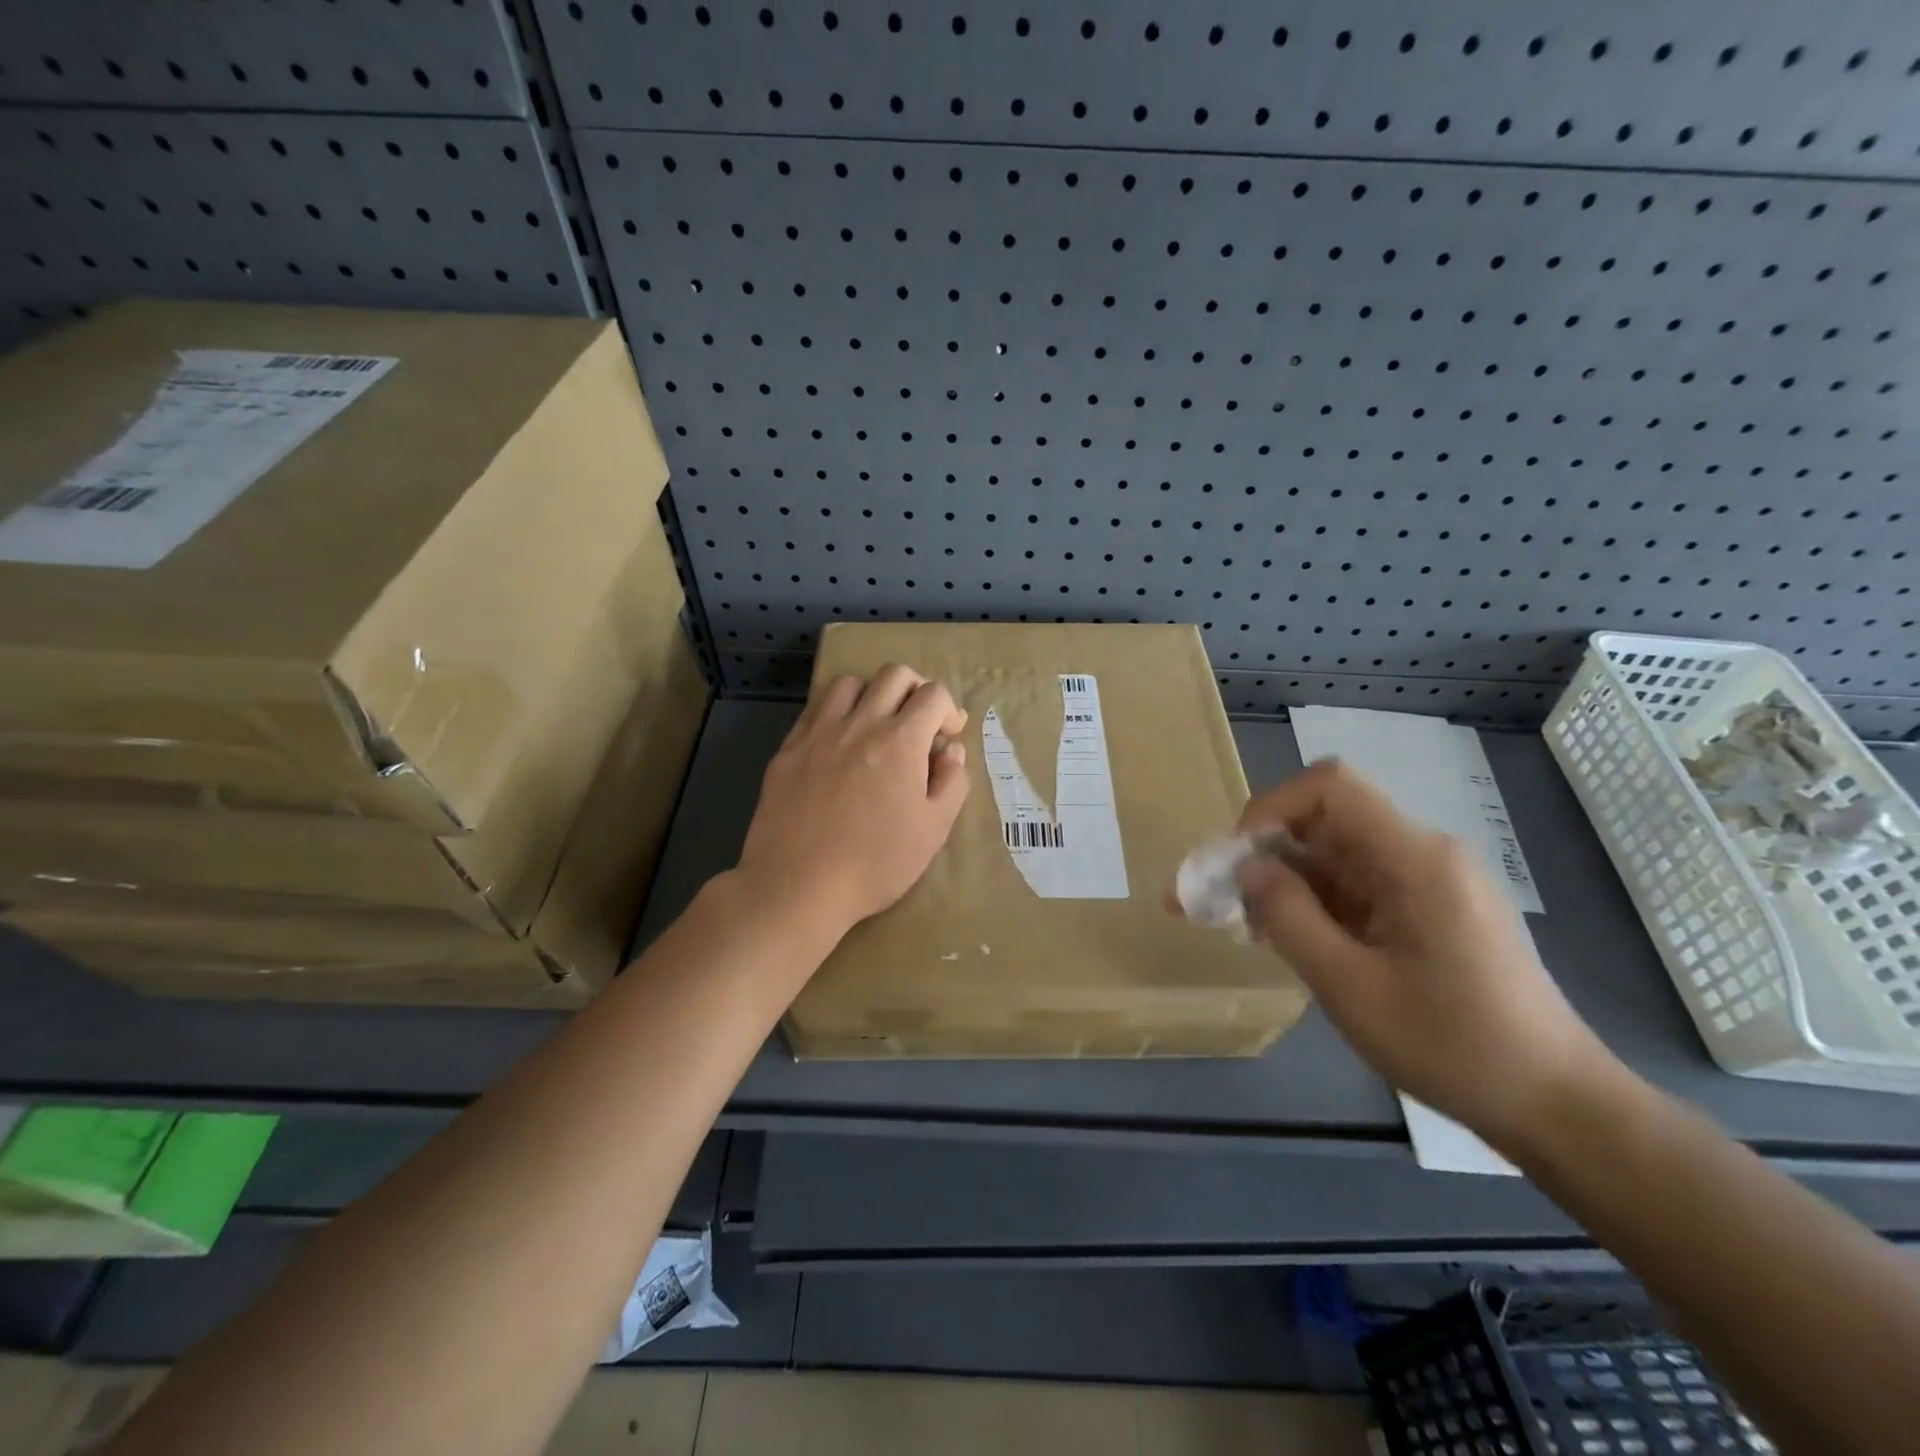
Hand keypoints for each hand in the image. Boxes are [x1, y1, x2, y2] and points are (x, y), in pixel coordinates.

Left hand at [737, 664, 969, 940]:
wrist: (797, 886)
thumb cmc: (875, 864)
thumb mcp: (933, 830)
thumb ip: (951, 782)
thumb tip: (951, 751)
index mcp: (900, 742)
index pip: (934, 694)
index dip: (949, 710)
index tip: (948, 737)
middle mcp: (859, 724)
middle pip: (893, 675)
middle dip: (915, 690)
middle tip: (918, 722)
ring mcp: (818, 733)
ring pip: (849, 683)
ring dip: (871, 695)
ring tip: (875, 726)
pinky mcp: (788, 749)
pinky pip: (814, 709)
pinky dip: (835, 713)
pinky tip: (838, 742)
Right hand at [1236, 759, 1620, 1153]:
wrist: (1557, 1104)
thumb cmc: (1452, 1046)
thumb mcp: (1349, 986)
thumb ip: (1289, 917)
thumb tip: (1247, 867)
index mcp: (1414, 859)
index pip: (1329, 786)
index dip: (1271, 807)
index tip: (1238, 859)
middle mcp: (1425, 853)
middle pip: (1329, 820)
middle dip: (1269, 852)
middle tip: (1229, 904)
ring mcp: (1434, 880)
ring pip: (1340, 854)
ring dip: (1291, 882)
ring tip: (1257, 932)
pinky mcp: (1435, 907)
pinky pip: (1362, 883)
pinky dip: (1320, 902)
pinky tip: (1301, 943)